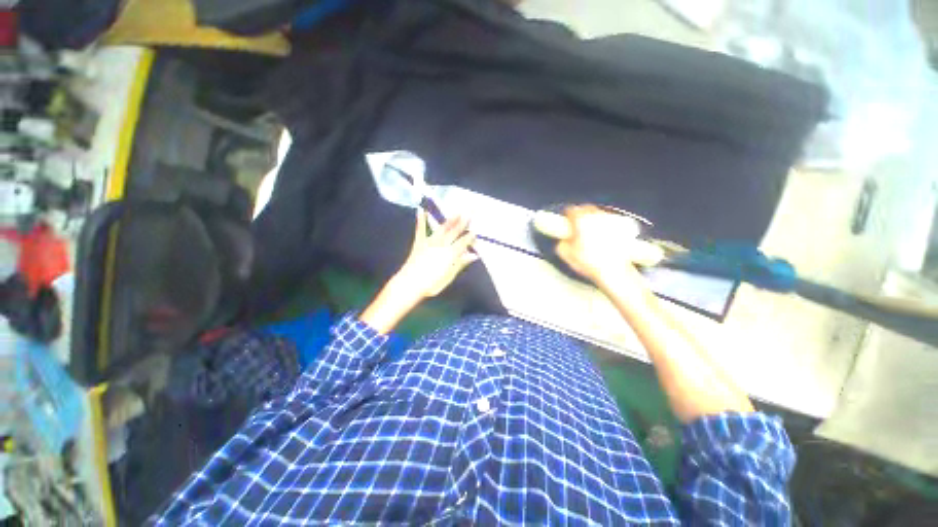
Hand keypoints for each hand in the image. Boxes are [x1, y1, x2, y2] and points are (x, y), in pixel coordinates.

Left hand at [394, 211, 477, 298]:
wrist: (409, 284)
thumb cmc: (431, 284)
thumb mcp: (449, 277)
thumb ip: (460, 264)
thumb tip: (474, 255)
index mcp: (450, 254)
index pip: (463, 243)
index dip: (469, 237)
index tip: (475, 231)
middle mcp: (441, 245)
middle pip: (454, 232)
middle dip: (463, 223)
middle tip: (470, 213)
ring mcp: (429, 242)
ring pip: (442, 228)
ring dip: (450, 220)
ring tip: (457, 212)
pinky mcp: (419, 243)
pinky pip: (421, 229)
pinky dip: (420, 220)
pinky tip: (421, 210)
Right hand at [555, 205, 649, 300]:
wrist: (612, 270)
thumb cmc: (588, 262)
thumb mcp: (566, 255)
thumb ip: (561, 244)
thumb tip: (563, 240)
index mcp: (580, 221)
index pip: (571, 210)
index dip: (567, 215)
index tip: (566, 221)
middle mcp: (596, 217)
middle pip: (586, 208)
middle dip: (581, 214)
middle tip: (578, 225)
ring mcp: (610, 221)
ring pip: (599, 213)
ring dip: (593, 218)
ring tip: (591, 230)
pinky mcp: (622, 227)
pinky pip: (611, 221)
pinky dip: (606, 225)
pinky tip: (604, 235)